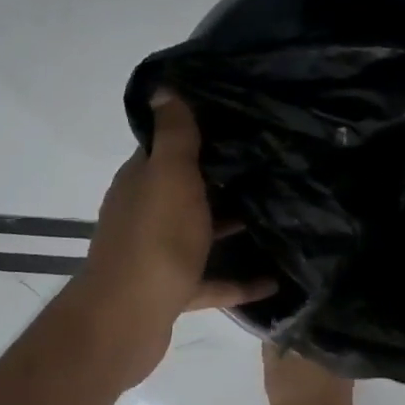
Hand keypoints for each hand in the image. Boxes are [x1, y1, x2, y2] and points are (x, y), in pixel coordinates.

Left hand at [72, 91, 271, 389]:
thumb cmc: (156, 239)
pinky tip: (273, 281)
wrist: (128, 317)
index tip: (239, 126)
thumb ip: (174, 136)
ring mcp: (158, 255)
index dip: (197, 136)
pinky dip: (239, 282)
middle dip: (221, 182)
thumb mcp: (170, 176)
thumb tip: (164, 88)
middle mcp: (145, 215)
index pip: (166, 150)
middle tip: (270, 169)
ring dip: (230, 229)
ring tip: (276, 218)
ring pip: (199, 236)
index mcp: (142, 183)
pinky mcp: (172, 291)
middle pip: (185, 192)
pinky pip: (211, 282)